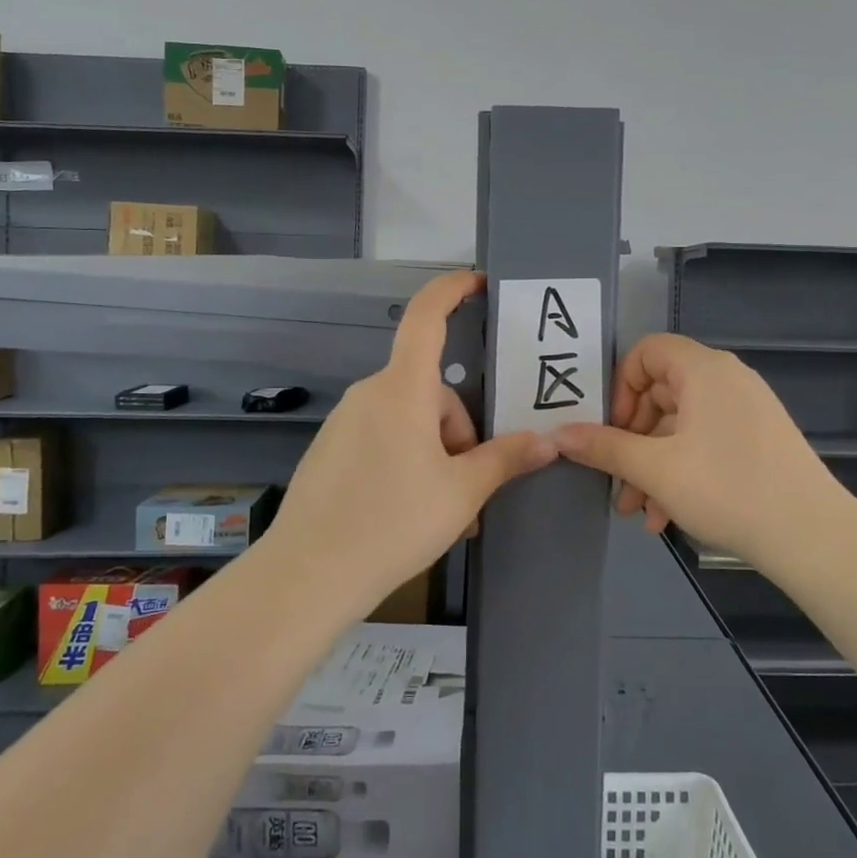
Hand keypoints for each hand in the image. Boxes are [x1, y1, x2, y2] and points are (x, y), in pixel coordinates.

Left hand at [265, 270, 557, 612]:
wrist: (308, 575)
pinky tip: (410, 512)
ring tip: (445, 512)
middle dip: (460, 432)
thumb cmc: (392, 522)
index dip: (452, 289)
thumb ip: (506, 458)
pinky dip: (408, 463)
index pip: (427, 317)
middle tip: (471, 490)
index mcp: (402, 389)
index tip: (479, 282)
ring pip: (410, 421)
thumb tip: (549, 441)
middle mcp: (370, 394)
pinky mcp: (331, 449)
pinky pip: (384, 439)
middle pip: (432, 391)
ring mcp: (346, 422)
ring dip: (436, 455)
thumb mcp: (461, 493)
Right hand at [552, 334, 841, 567]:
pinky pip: (705, 442)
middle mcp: (726, 380)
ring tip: (637, 511)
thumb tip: (557, 434)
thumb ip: (604, 447)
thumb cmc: (727, 489)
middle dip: (631, 438)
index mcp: (703, 370)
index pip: (646, 351)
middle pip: (660, 392)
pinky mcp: (758, 440)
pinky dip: (680, 470)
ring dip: (651, 464)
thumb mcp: (654, 469)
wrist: (813, 536)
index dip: (620, 385)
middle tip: (615, 478)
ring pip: (680, 426)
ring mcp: (746, 411)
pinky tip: (665, 517)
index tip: (611, 428)